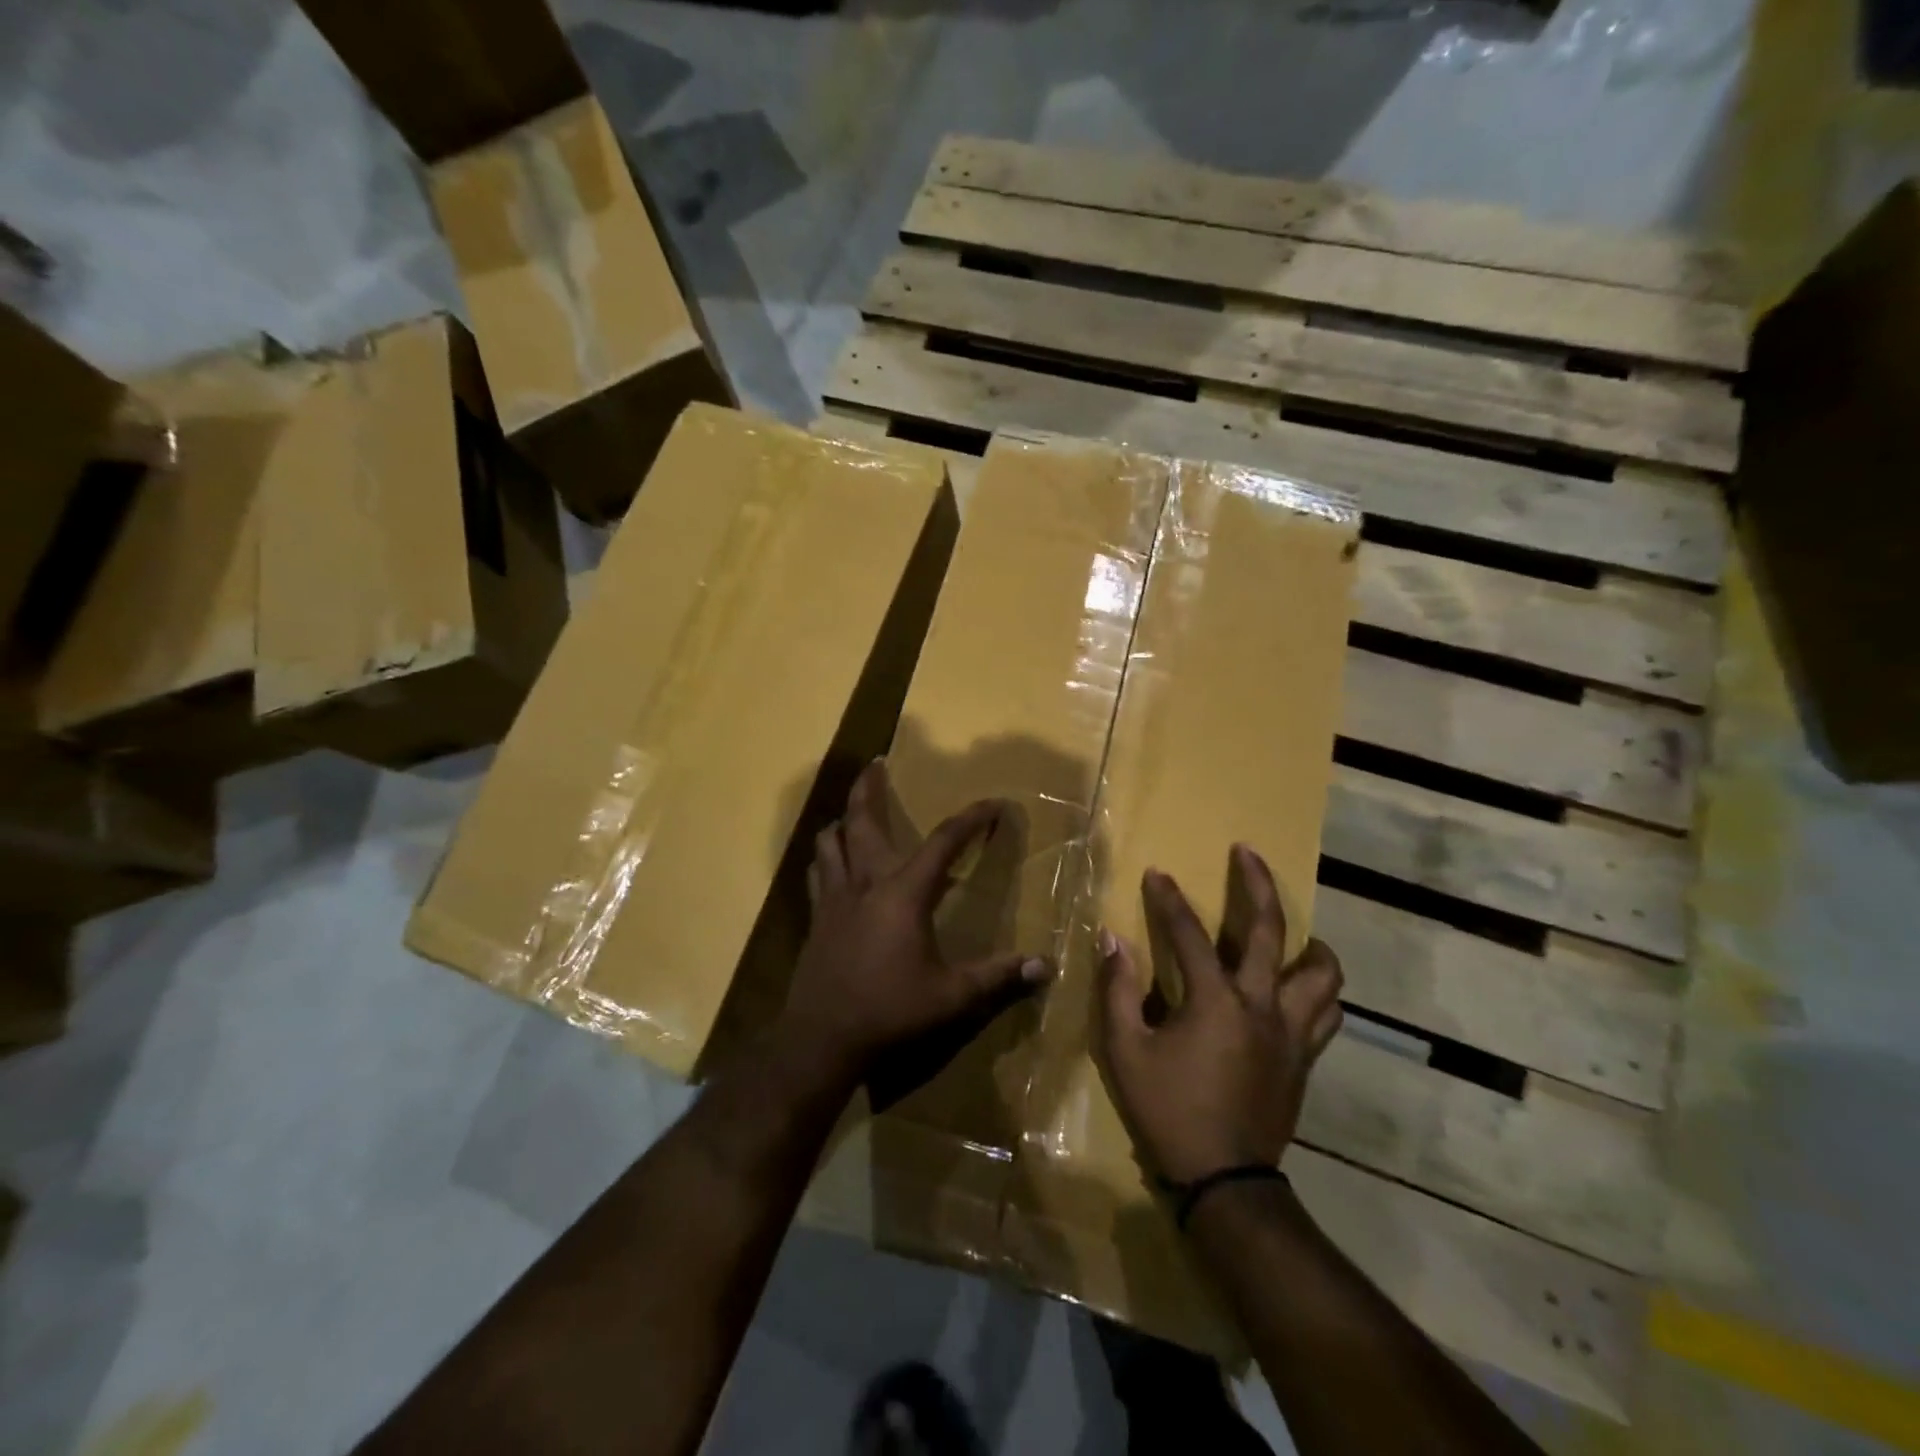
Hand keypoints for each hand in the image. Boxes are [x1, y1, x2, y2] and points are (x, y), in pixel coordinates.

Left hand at [777, 761, 1052, 1091]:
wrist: (822, 1037)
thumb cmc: (890, 1011)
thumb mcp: (951, 997)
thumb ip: (998, 977)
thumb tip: (1046, 966)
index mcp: (904, 892)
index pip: (943, 841)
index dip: (971, 819)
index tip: (994, 804)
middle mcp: (866, 882)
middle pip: (863, 820)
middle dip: (870, 787)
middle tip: (876, 763)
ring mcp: (835, 897)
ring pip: (831, 840)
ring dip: (844, 818)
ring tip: (853, 810)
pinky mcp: (817, 916)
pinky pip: (818, 870)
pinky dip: (827, 854)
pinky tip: (832, 860)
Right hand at [1095, 845, 1342, 1185]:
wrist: (1224, 1180)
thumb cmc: (1168, 1111)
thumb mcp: (1125, 1051)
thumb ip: (1118, 990)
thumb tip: (1112, 939)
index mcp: (1215, 1001)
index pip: (1189, 934)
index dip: (1168, 900)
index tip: (1156, 873)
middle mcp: (1262, 1005)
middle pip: (1270, 930)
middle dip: (1257, 883)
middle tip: (1247, 853)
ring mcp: (1291, 1032)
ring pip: (1323, 974)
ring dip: (1310, 944)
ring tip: (1295, 933)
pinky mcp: (1305, 1058)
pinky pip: (1327, 1013)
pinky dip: (1320, 991)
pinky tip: (1301, 989)